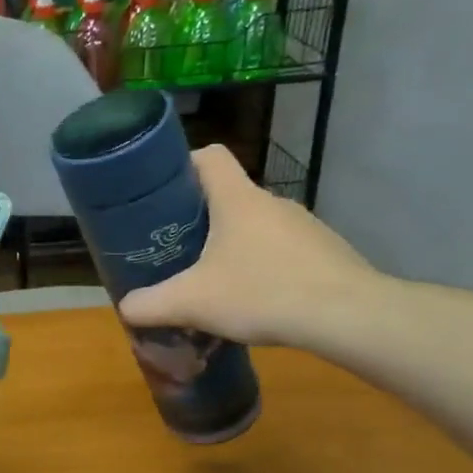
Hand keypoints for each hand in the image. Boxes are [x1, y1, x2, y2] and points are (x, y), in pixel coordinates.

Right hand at [118, 144, 381, 346]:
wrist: (347, 316)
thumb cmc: (262, 293)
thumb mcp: (192, 303)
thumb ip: (150, 304)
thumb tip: (125, 307)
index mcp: (237, 199)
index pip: (209, 156)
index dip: (182, 165)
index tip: (162, 193)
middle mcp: (272, 201)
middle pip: (228, 195)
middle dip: (200, 219)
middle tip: (177, 250)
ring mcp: (304, 225)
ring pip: (256, 225)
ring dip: (233, 245)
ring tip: (215, 280)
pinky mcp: (324, 251)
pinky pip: (282, 249)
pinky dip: (264, 265)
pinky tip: (256, 299)